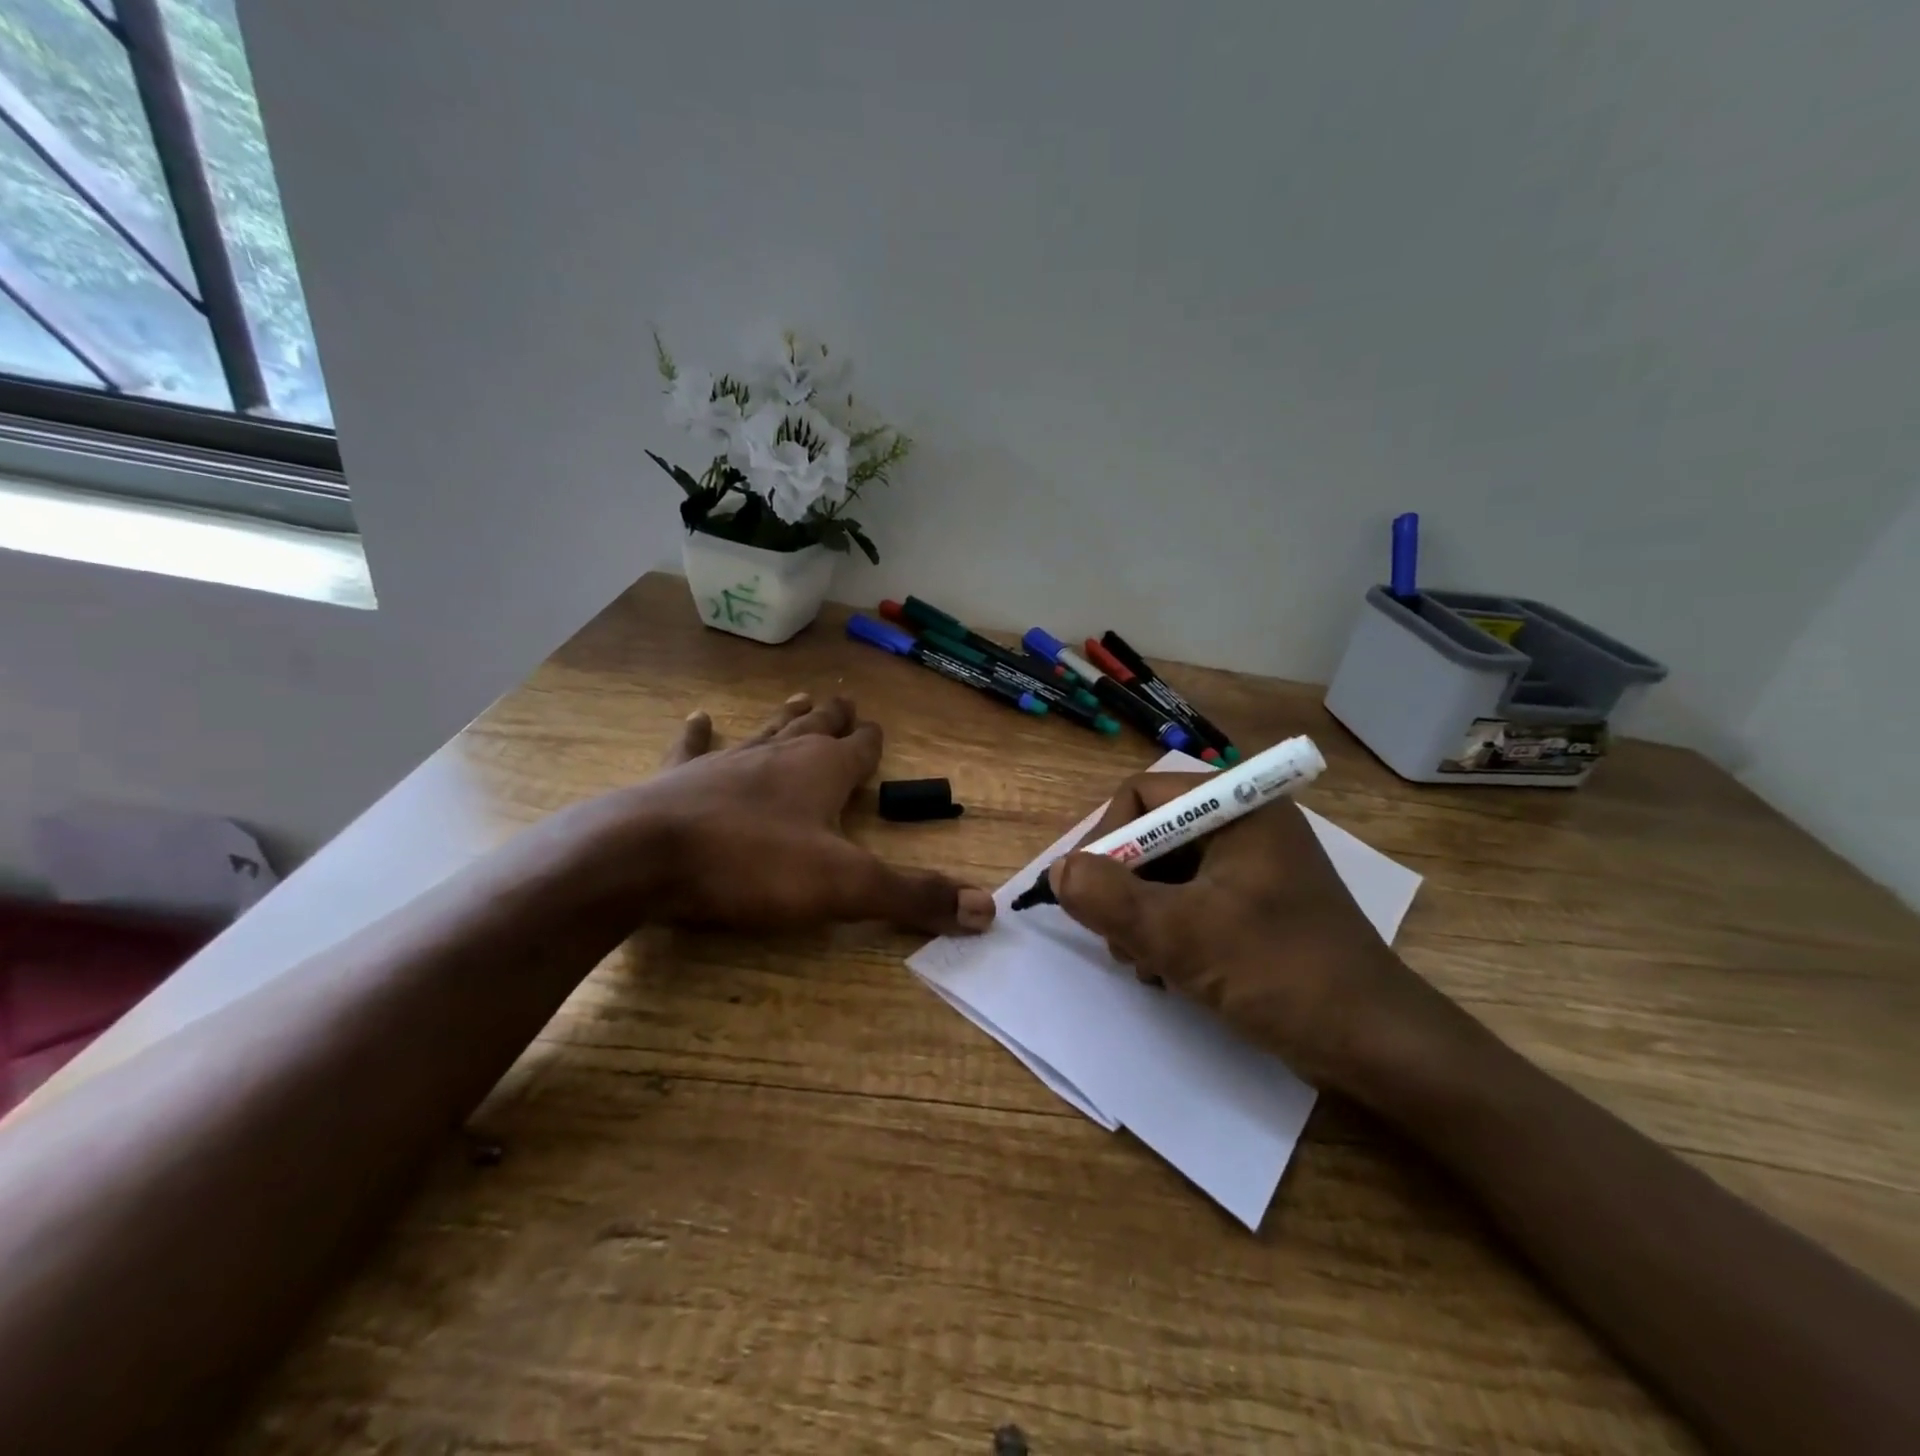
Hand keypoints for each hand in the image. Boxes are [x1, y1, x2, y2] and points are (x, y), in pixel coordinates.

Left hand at [576, 693, 994, 936]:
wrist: (644, 857)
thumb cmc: (752, 865)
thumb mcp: (845, 887)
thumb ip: (914, 896)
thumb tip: (988, 911)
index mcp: (822, 772)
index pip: (859, 749)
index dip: (871, 742)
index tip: (878, 730)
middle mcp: (778, 756)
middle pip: (814, 729)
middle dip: (832, 718)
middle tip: (843, 700)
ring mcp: (726, 762)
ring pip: (765, 731)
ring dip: (785, 717)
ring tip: (799, 697)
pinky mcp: (679, 780)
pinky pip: (694, 748)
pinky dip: (698, 734)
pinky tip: (698, 717)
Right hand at [1048, 773, 1463, 1097]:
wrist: (1377, 1046)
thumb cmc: (1281, 974)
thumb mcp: (1181, 936)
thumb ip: (1109, 897)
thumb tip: (1058, 870)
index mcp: (1240, 807)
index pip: (1143, 794)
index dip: (1107, 838)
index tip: (1091, 892)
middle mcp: (1247, 824)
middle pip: (1152, 833)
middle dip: (1123, 886)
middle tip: (1116, 937)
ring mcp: (1255, 865)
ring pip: (1167, 871)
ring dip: (1141, 914)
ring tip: (1143, 962)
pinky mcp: (1258, 904)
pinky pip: (1191, 899)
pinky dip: (1168, 929)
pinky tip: (1167, 970)